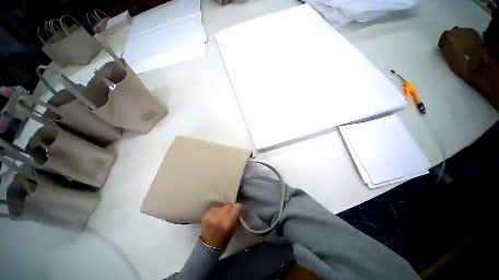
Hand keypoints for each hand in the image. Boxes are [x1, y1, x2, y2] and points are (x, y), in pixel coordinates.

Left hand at [201, 203, 240, 248]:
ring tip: (221, 216)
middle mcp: (219, 218)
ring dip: (223, 210)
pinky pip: (215, 209)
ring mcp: (211, 215)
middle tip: (230, 212)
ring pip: (222, 207)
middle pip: (228, 205)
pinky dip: (217, 212)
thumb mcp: (233, 229)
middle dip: (230, 208)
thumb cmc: (224, 239)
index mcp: (227, 223)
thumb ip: (236, 217)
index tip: (237, 210)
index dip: (237, 208)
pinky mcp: (205, 214)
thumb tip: (237, 208)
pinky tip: (215, 218)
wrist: (208, 246)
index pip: (236, 207)